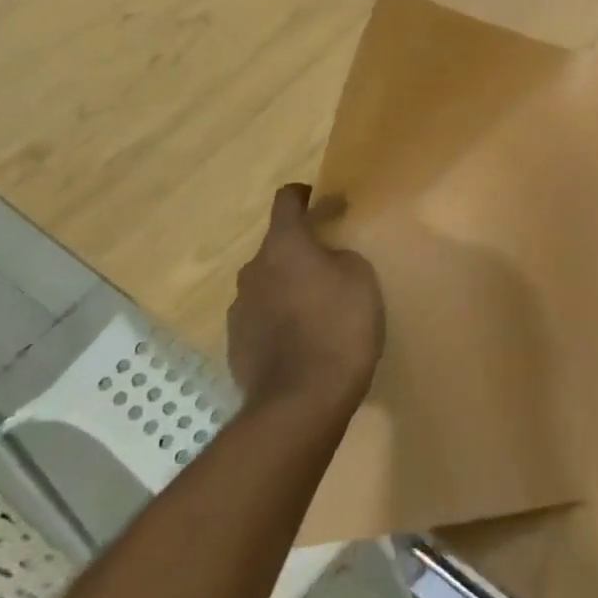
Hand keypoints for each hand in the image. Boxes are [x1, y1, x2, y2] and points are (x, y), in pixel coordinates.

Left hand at [228, 185, 383, 417]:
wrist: (300, 403)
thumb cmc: (339, 328)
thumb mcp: (361, 279)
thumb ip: (341, 256)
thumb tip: (326, 258)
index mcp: (284, 245)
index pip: (286, 200)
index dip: (304, 195)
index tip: (321, 200)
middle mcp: (253, 269)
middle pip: (277, 246)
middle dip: (300, 250)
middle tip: (330, 265)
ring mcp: (239, 308)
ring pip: (267, 283)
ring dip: (288, 286)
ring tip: (316, 308)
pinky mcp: (236, 343)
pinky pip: (261, 317)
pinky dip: (278, 318)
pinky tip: (300, 340)